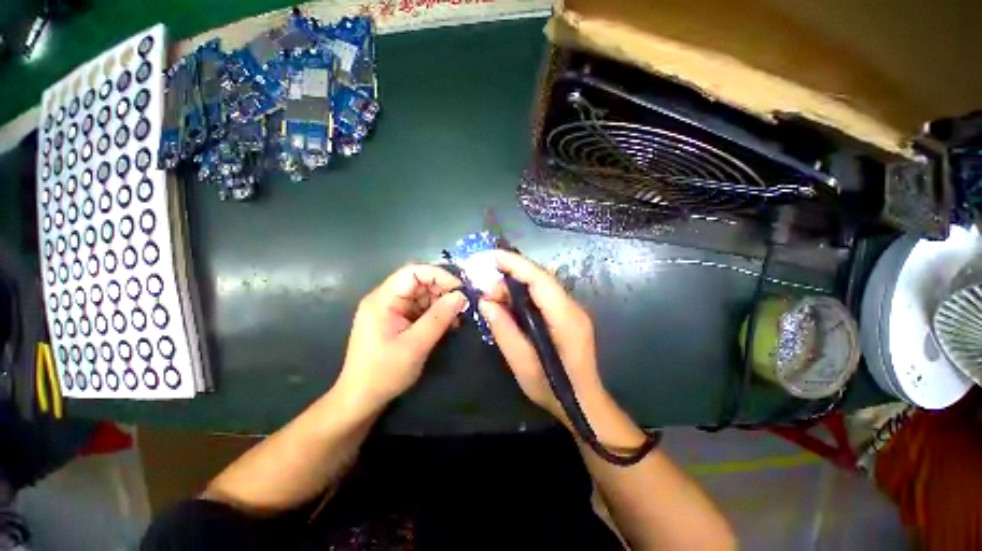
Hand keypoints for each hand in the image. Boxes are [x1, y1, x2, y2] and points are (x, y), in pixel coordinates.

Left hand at [336, 264, 464, 412]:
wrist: (361, 399)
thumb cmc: (384, 373)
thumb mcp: (415, 345)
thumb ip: (439, 318)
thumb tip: (461, 296)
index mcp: (383, 299)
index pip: (413, 272)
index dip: (439, 275)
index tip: (460, 289)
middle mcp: (386, 299)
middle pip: (419, 282)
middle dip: (443, 290)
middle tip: (463, 305)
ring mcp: (392, 309)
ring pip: (423, 295)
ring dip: (442, 303)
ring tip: (459, 317)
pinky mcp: (398, 320)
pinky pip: (421, 308)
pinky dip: (437, 313)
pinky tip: (450, 324)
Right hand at [478, 250, 608, 419]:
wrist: (585, 404)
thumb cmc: (554, 390)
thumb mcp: (522, 365)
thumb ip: (503, 330)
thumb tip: (485, 302)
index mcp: (565, 318)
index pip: (540, 279)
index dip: (515, 263)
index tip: (489, 257)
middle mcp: (572, 307)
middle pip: (540, 278)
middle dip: (510, 276)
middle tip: (485, 292)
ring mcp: (572, 310)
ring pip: (541, 284)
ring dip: (515, 285)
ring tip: (494, 299)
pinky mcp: (567, 315)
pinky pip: (543, 295)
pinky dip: (523, 294)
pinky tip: (509, 304)